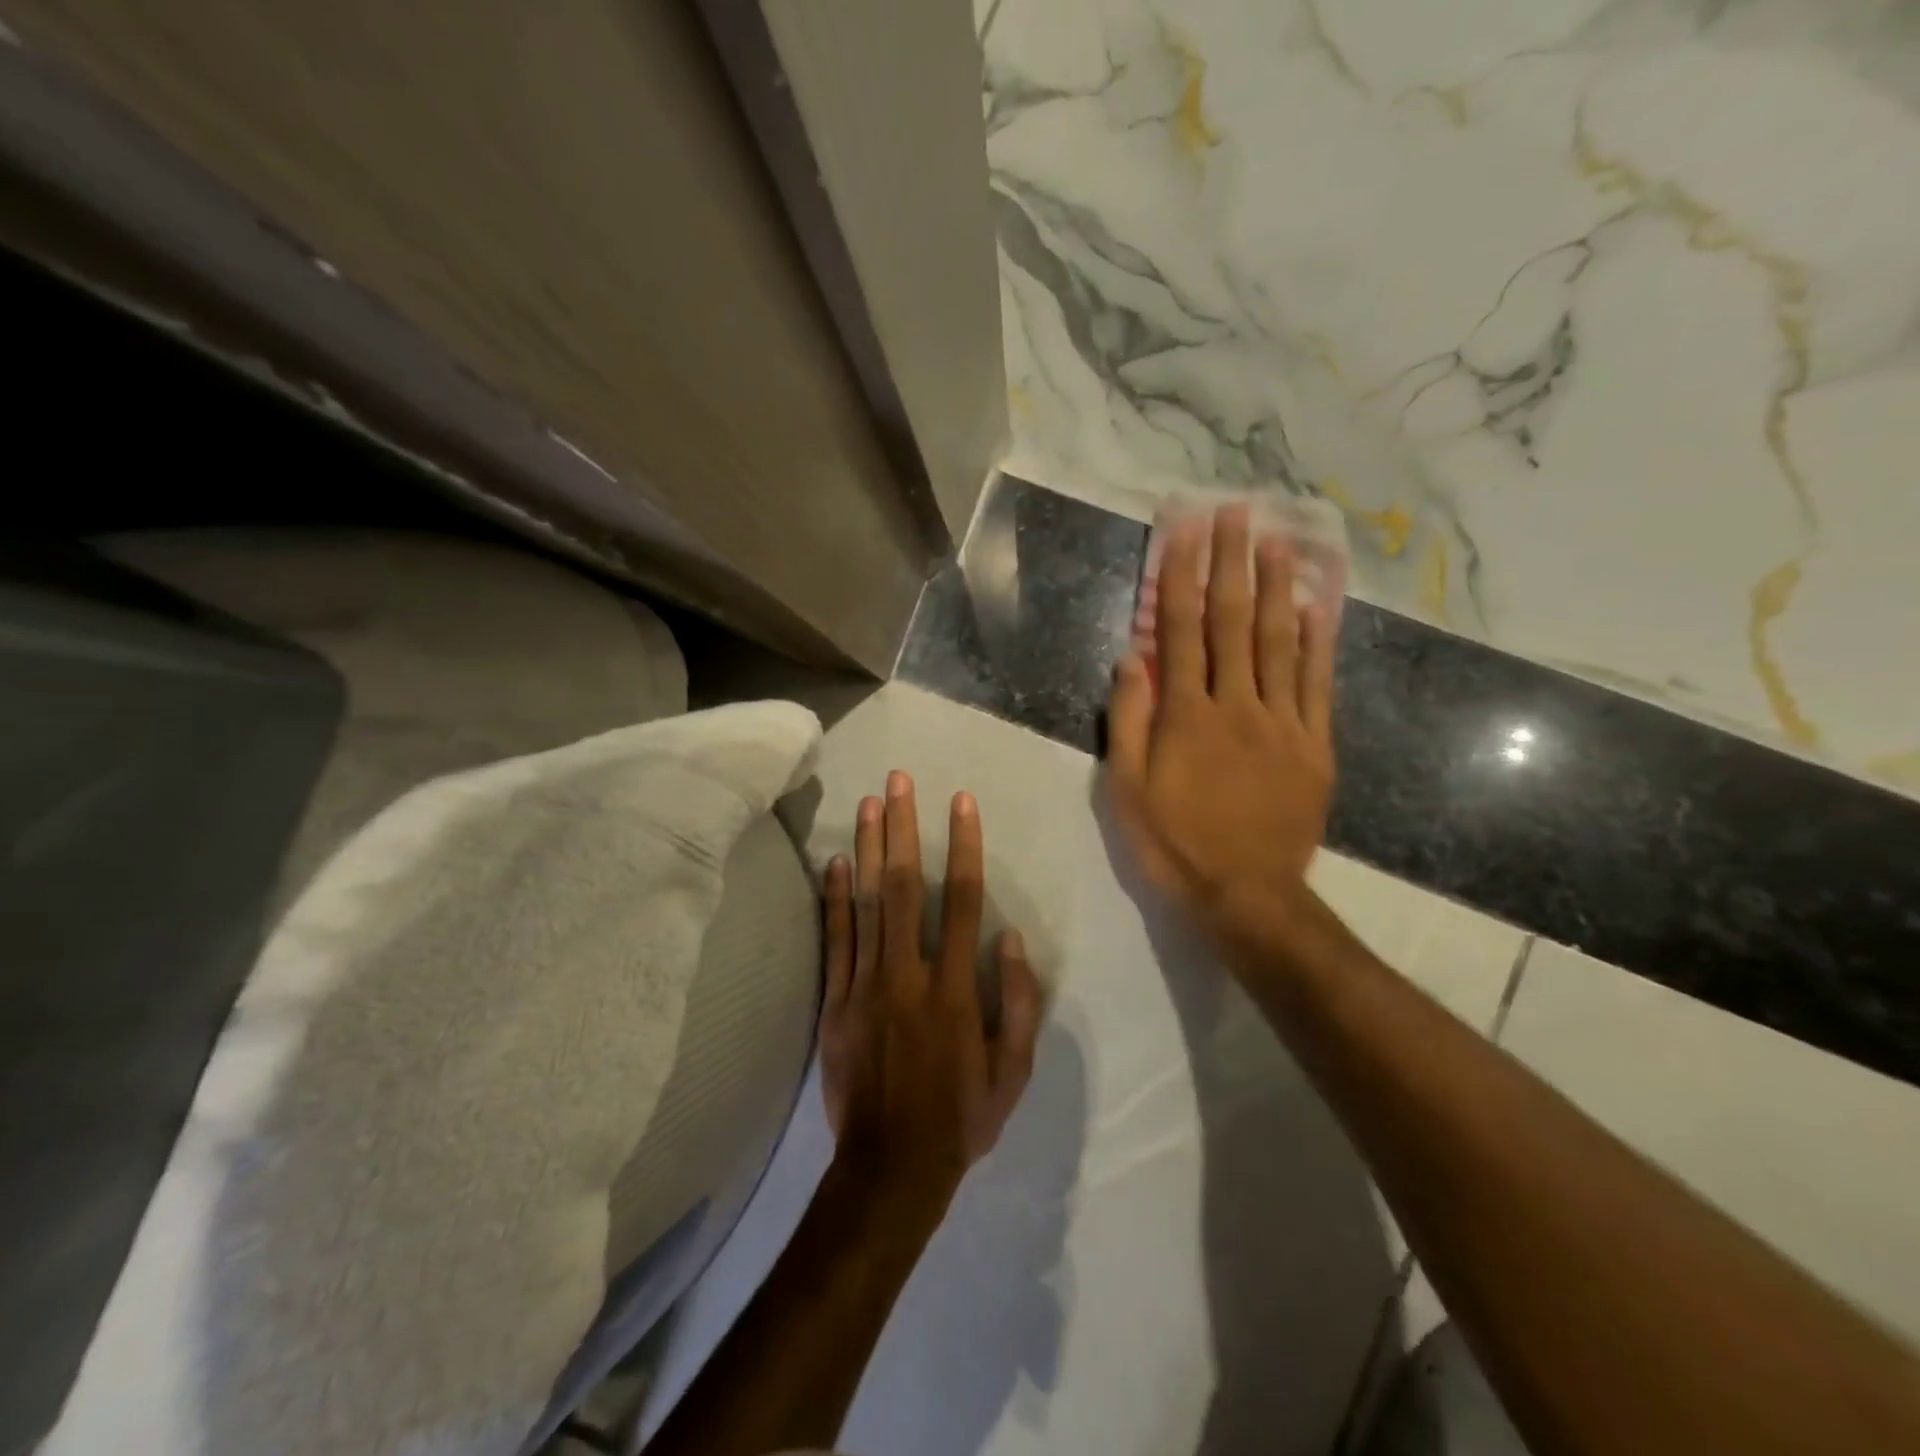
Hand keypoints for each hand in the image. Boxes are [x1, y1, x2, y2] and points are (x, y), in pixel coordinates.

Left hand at [820, 772, 1041, 1221]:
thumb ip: (1019, 1002)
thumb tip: (1010, 938)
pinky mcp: (835, 1002)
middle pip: (906, 887)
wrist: (891, 1168)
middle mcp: (908, 975)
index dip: (965, 846)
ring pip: (868, 904)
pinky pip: (836, 940)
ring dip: (870, 849)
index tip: (961, 802)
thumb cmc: (960, 1118)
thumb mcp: (1013, 1073)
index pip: (965, 901)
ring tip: (869, 803)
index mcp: (955, 990)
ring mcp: (865, 986)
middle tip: (898, 781)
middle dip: (904, 828)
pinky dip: (836, 898)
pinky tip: (837, 862)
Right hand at [1107, 504, 1337, 958]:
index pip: (1182, 630)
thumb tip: (1130, 657)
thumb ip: (1128, 721)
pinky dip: (1319, 641)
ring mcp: (1283, 722)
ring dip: (1278, 586)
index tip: (1186, 530)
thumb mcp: (1127, 790)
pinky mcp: (1315, 745)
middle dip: (1232, 562)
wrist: (1246, 894)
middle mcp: (1236, 705)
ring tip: (1279, 538)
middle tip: (1237, 511)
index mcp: (1186, 716)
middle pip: (1234, 622)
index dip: (1182, 576)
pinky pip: (1318, 683)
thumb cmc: (1174, 843)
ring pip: (1280, 642)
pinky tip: (1320, 605)